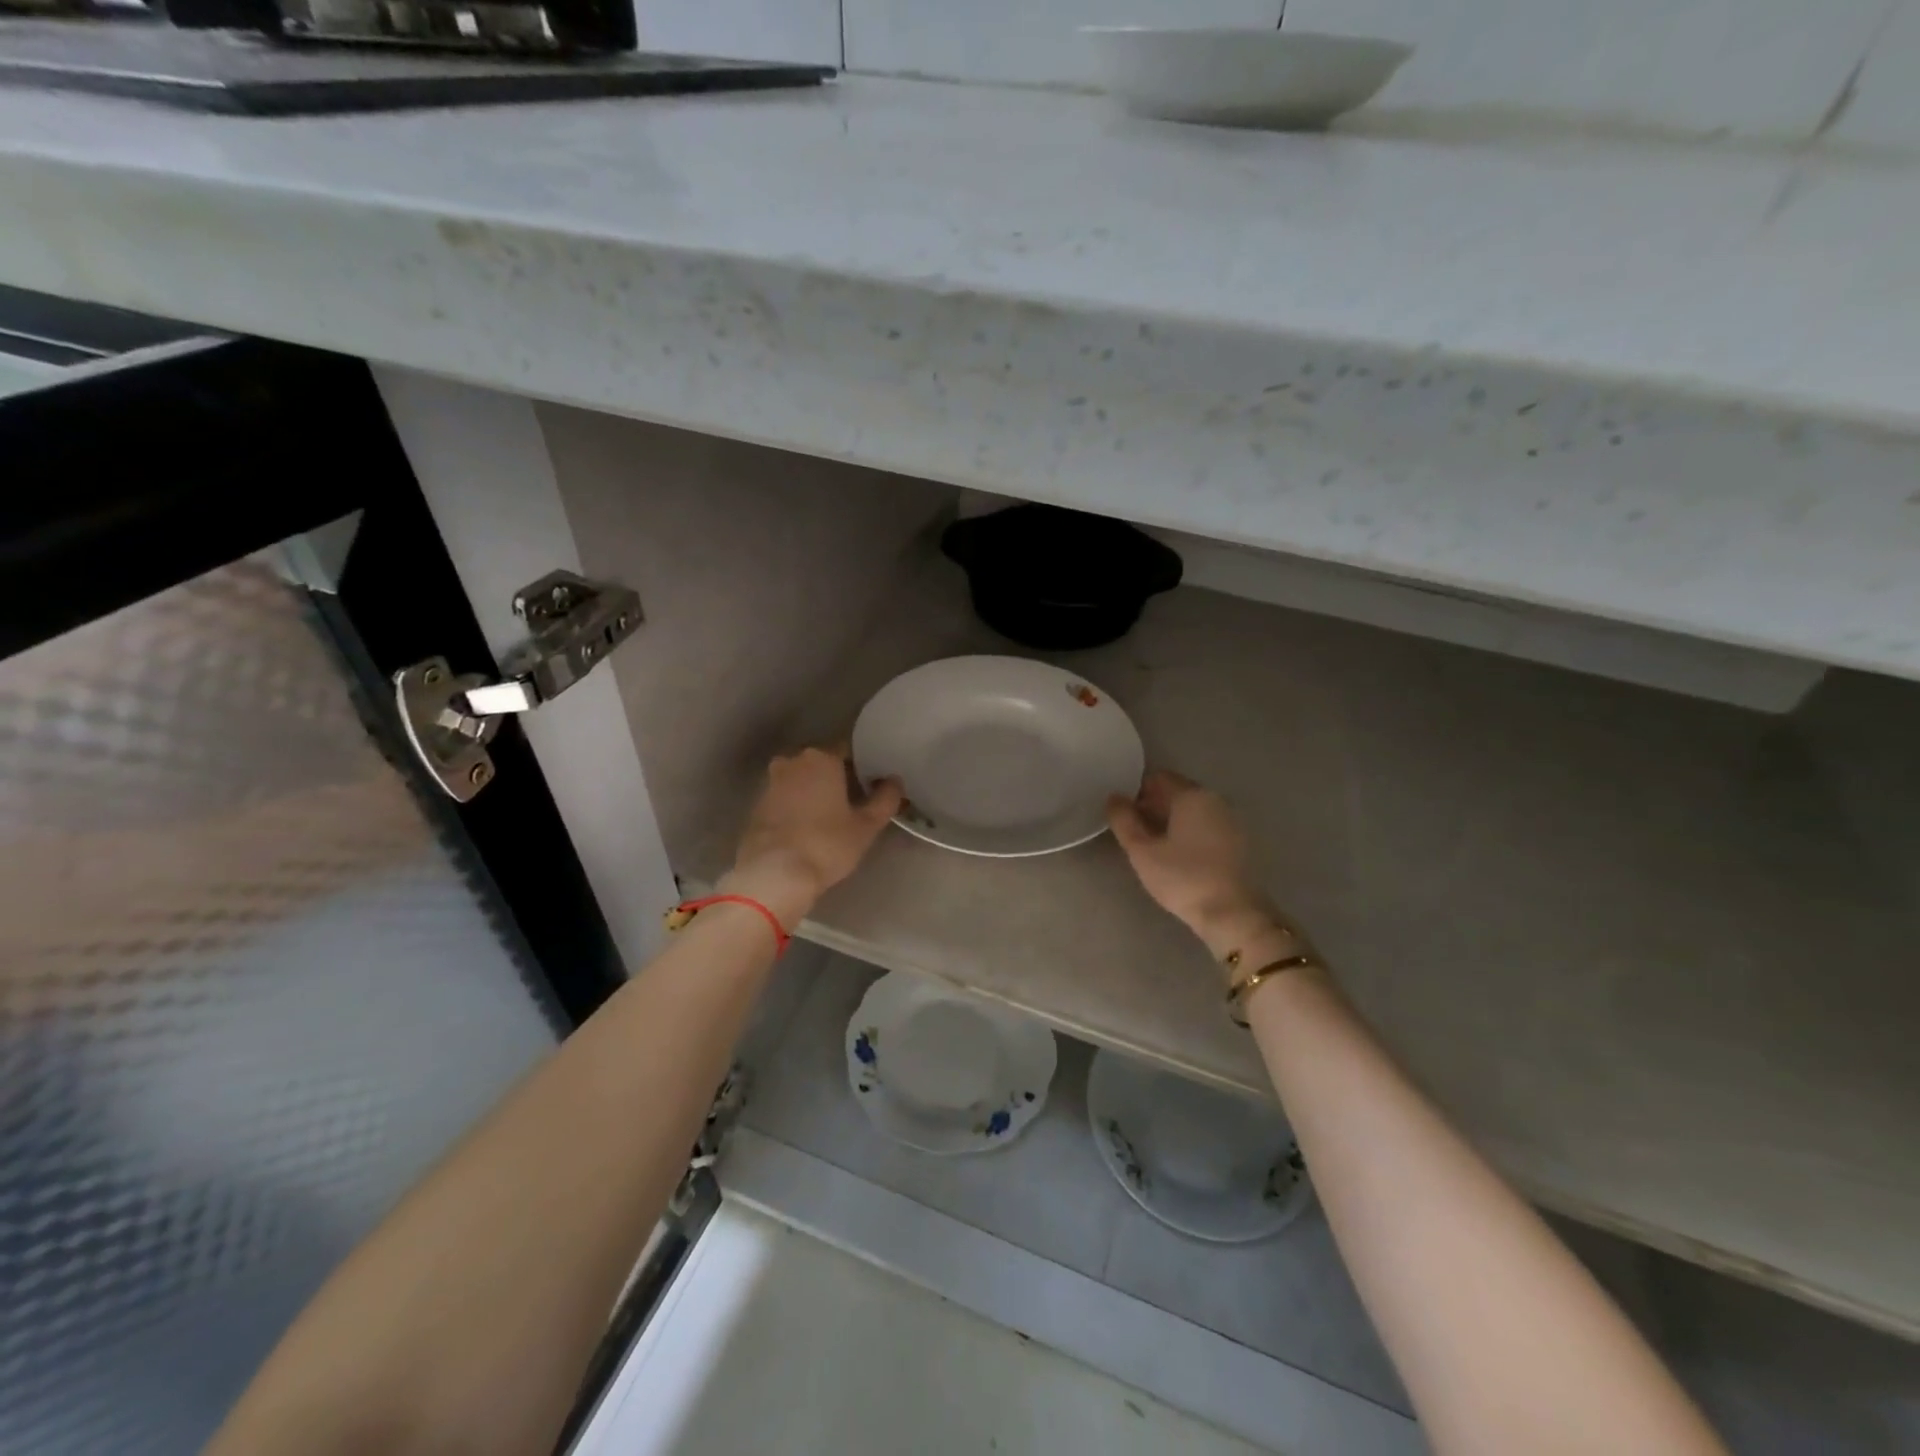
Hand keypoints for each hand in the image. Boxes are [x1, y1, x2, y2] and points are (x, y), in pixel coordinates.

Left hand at [725, 746, 902, 928]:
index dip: (861, 767)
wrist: (774, 874)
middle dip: (836, 778)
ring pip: (800, 780)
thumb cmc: (827, 844)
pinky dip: (795, 806)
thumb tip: (894, 781)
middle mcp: (793, 762)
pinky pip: (784, 798)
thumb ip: (885, 799)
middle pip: (821, 764)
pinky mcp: (756, 805)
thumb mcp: (866, 826)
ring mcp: (770, 783)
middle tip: (852, 802)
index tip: (871, 786)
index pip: (847, 751)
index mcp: (822, 758)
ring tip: (830, 817)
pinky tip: (806, 827)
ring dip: (814, 792)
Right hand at [1108, 771, 1292, 967]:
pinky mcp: (1237, 842)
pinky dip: (1188, 831)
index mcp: (1191, 795)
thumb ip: (1124, 821)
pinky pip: (1206, 825)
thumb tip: (1114, 798)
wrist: (1232, 914)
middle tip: (1132, 830)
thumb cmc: (1183, 878)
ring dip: (1170, 820)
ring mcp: (1230, 820)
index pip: (1158, 778)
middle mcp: (1214, 800)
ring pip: (1192, 810)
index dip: (1136, 790)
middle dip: (1152, 805)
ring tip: (1151, 844)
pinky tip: (1176, 854)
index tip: (1122, 812)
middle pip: (1177, 792)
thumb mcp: (1142, 851)